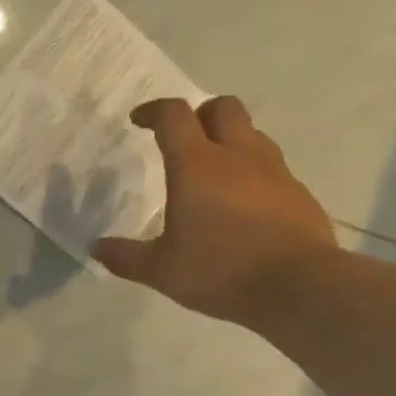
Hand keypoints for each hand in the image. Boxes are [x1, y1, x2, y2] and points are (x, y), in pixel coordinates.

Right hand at [93, 96, 338, 327]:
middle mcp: (237, 156)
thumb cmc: (221, 271)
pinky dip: (255, 174)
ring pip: (252, 134)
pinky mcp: (299, 193)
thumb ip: (127, 257)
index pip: (174, 115)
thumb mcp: (162, 271)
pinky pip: (273, 168)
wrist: (299, 287)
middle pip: (222, 107)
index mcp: (196, 164)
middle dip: (200, 114)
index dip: (153, 111)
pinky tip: (247, 206)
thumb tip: (96, 248)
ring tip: (216, 172)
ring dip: (231, 141)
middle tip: (184, 139)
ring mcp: (274, 171)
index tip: (139, 121)